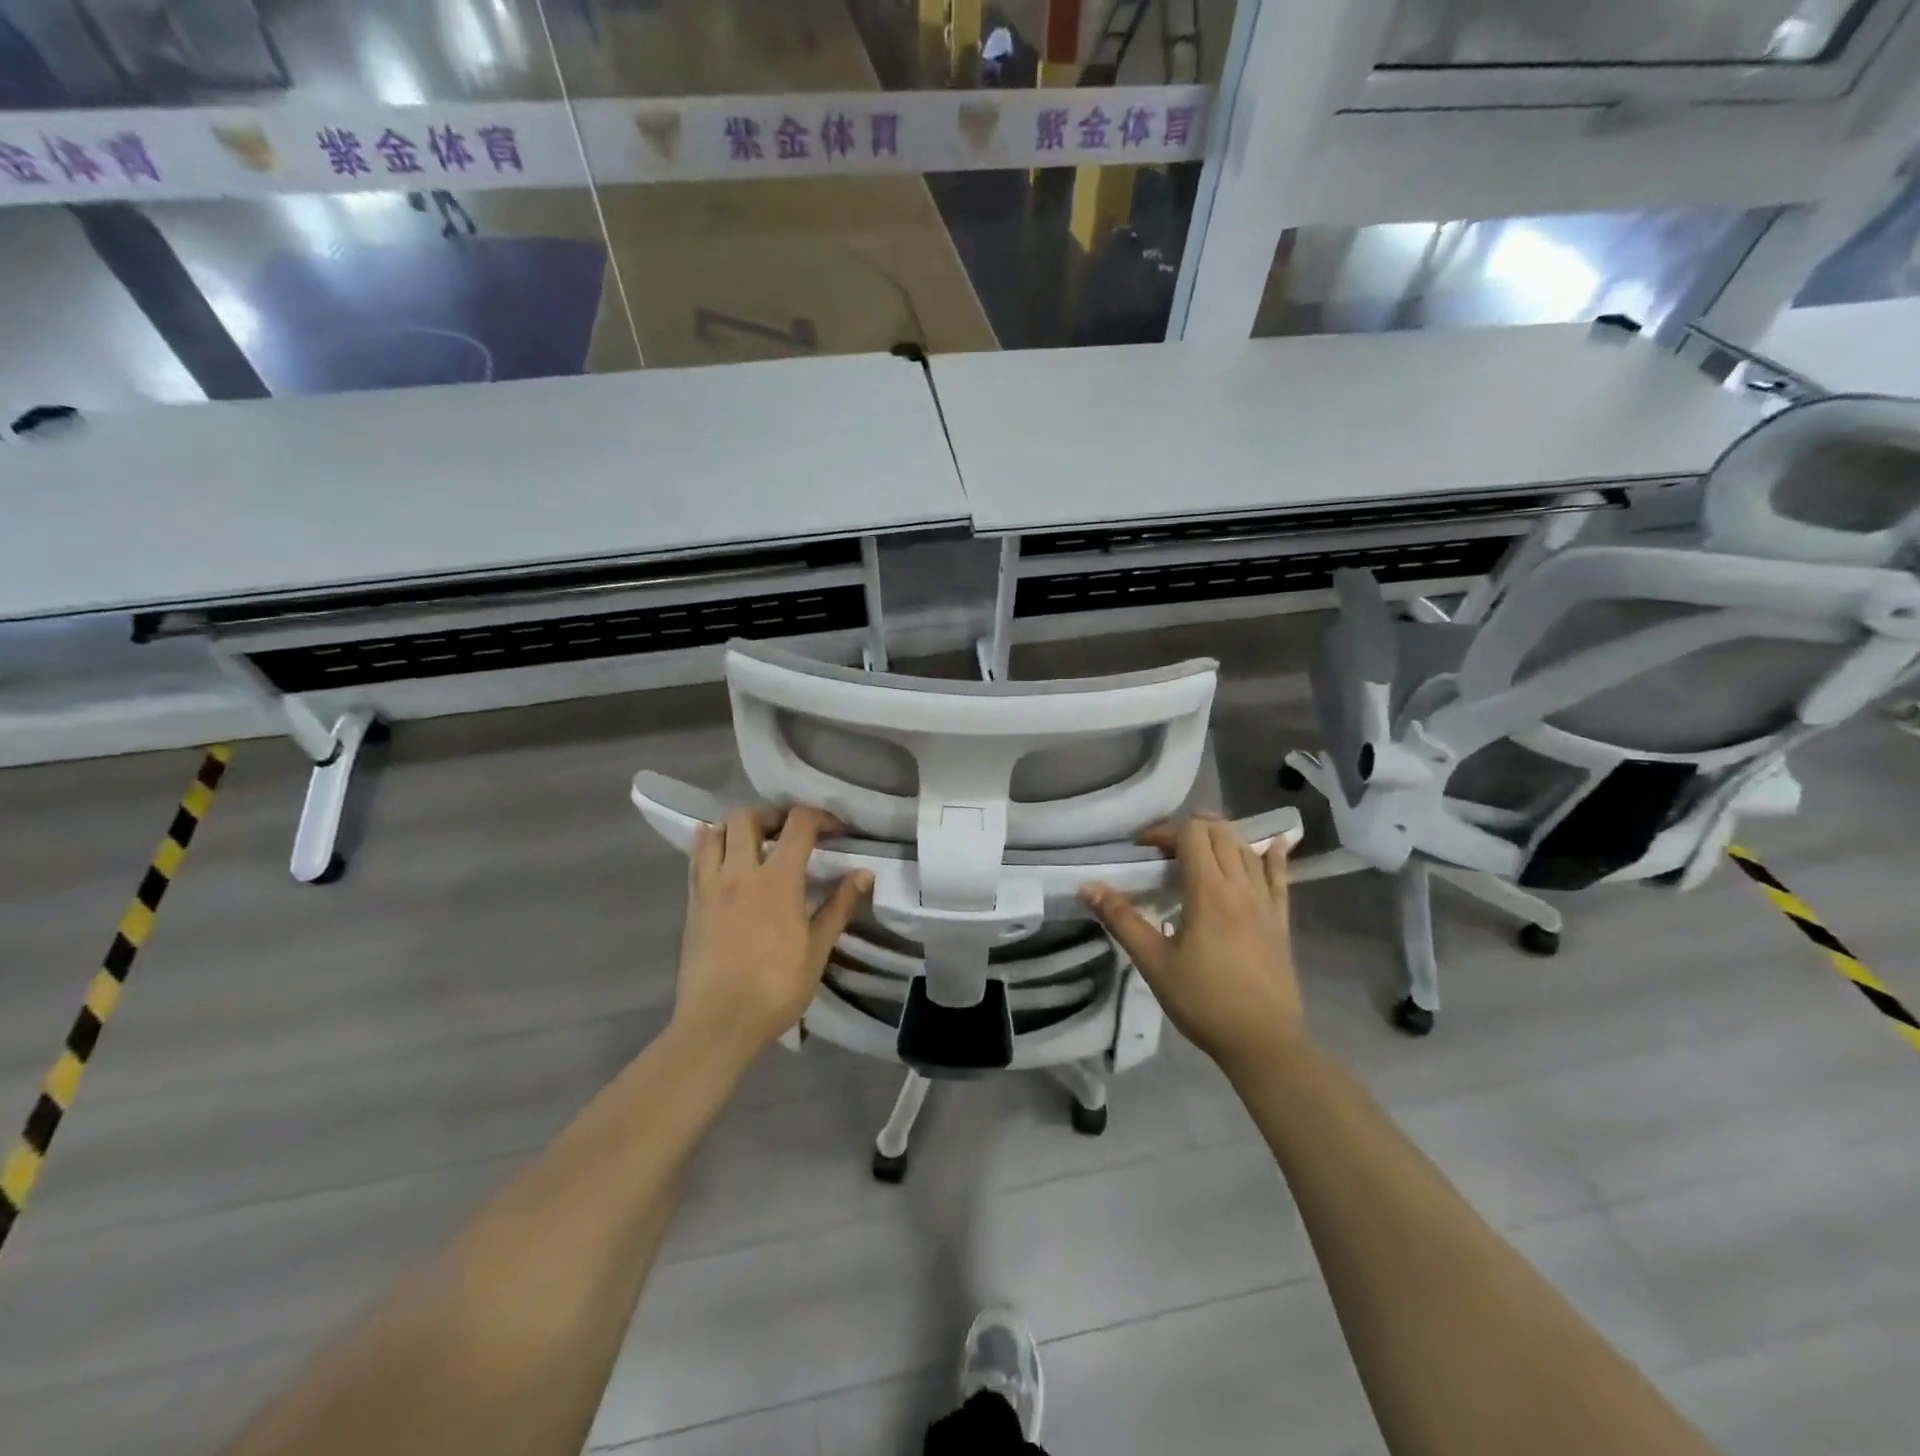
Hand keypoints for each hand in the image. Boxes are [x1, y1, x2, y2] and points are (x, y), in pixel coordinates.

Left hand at [674, 806, 872, 1061]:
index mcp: (777, 881)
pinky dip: (710, 845)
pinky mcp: (692, 903)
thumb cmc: (774, 989)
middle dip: (772, 815)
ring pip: (715, 832)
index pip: (798, 825)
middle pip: (747, 817)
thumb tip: (864, 874)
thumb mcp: (816, 950)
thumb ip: (839, 907)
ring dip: (737, 827)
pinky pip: (696, 859)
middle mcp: (739, 873)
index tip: (836, 830)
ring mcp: (710, 886)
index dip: (820, 817)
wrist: (717, 1024)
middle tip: (790, 832)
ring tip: (755, 843)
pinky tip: (722, 856)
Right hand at [1081, 816, 1303, 1077]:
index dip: (1165, 832)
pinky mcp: (1280, 922)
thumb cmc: (1203, 1001)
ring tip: (1200, 847)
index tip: (1142, 850)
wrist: (1263, 1042)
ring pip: (1247, 850)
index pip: (1191, 835)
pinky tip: (1273, 845)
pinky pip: (1280, 878)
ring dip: (1223, 838)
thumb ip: (1122, 920)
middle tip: (1166, 850)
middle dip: (1191, 829)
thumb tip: (1088, 887)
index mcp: (1209, 892)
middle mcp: (1240, 887)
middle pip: (1221, 833)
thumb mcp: (1154, 962)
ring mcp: (1265, 903)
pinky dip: (1273, 857)